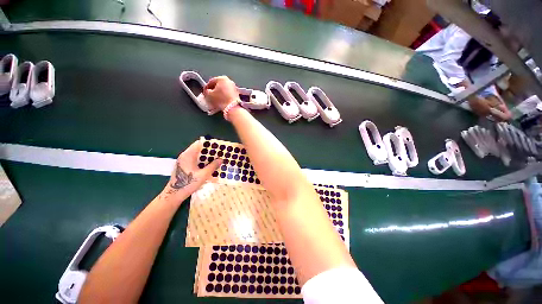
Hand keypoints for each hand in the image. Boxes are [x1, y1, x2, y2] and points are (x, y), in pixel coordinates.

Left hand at [160, 140, 220, 205]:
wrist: (174, 195)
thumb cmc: (188, 183)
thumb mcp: (203, 175)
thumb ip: (212, 166)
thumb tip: (221, 159)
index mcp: (188, 155)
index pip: (199, 143)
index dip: (209, 144)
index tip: (218, 146)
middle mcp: (185, 156)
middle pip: (198, 148)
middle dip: (209, 150)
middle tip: (220, 153)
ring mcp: (183, 161)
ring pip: (197, 155)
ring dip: (206, 156)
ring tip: (216, 159)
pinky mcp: (183, 166)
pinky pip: (194, 160)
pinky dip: (202, 161)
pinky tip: (209, 166)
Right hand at [203, 76, 238, 110]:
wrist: (232, 108)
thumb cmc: (221, 100)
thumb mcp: (209, 95)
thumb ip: (206, 91)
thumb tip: (207, 91)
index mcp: (222, 78)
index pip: (211, 81)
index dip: (206, 87)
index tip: (205, 92)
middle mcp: (229, 81)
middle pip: (218, 85)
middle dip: (214, 90)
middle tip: (210, 96)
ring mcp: (234, 87)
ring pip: (224, 89)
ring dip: (219, 93)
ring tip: (216, 99)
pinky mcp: (237, 94)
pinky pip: (228, 94)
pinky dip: (224, 96)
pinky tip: (222, 101)